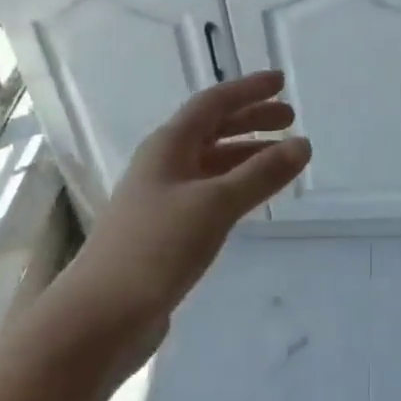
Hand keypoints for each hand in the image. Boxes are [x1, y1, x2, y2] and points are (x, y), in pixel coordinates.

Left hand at [58, 71, 310, 344]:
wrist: (98, 318)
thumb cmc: (155, 248)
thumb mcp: (214, 205)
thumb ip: (260, 174)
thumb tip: (302, 144)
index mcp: (168, 145)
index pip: (213, 103)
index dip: (248, 90)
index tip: (281, 82)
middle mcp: (163, 164)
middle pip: (212, 129)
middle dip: (251, 120)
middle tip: (290, 120)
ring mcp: (161, 198)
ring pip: (210, 163)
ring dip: (245, 154)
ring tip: (281, 159)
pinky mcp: (164, 232)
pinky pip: (207, 193)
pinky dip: (234, 186)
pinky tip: (251, 199)